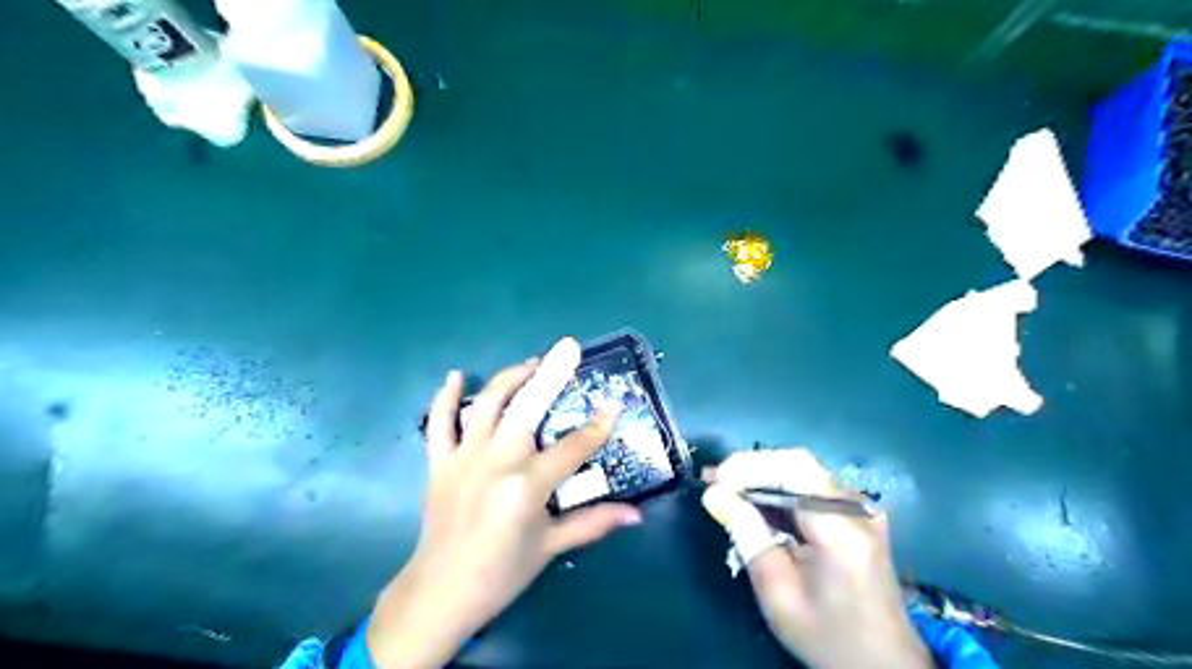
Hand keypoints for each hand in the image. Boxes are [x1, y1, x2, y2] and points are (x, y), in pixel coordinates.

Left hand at [367, 340, 637, 667]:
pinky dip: (446, 397)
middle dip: (552, 374)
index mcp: (527, 486)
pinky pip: (439, 422)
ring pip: (488, 404)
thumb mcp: (550, 547)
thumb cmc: (501, 573)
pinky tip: (457, 376)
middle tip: (568, 347)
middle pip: (529, 407)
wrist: (440, 592)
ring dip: (511, 377)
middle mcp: (497, 461)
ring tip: (531, 362)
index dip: (597, 426)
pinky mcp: (439, 461)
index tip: (614, 404)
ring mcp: (464, 457)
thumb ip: (593, 523)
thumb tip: (635, 515)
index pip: (573, 447)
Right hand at [701, 450, 935, 668]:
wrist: (883, 663)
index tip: (713, 478)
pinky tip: (755, 501)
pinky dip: (780, 490)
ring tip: (726, 487)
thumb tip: (714, 493)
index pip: (792, 471)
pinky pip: (812, 487)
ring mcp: (862, 509)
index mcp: (842, 528)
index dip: (748, 467)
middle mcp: (857, 508)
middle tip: (714, 480)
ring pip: (803, 472)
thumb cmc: (826, 635)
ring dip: (763, 477)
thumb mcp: (777, 593)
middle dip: (751, 469)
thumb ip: (747, 535)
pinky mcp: (859, 515)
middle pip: (797, 465)